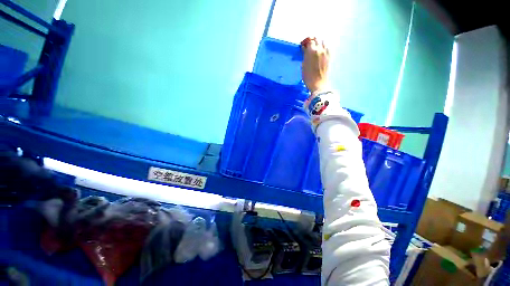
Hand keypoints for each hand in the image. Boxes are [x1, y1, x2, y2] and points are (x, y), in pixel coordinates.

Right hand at [301, 37, 329, 92]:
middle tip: (309, 46)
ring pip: (323, 41)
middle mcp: (320, 49)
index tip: (303, 45)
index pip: (309, 41)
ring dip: (319, 43)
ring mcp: (326, 52)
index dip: (306, 42)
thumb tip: (305, 49)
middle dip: (313, 41)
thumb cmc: (308, 77)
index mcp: (311, 51)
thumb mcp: (303, 66)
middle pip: (317, 39)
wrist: (318, 83)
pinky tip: (321, 52)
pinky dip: (324, 47)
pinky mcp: (330, 56)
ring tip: (316, 48)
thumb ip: (305, 55)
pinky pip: (327, 47)